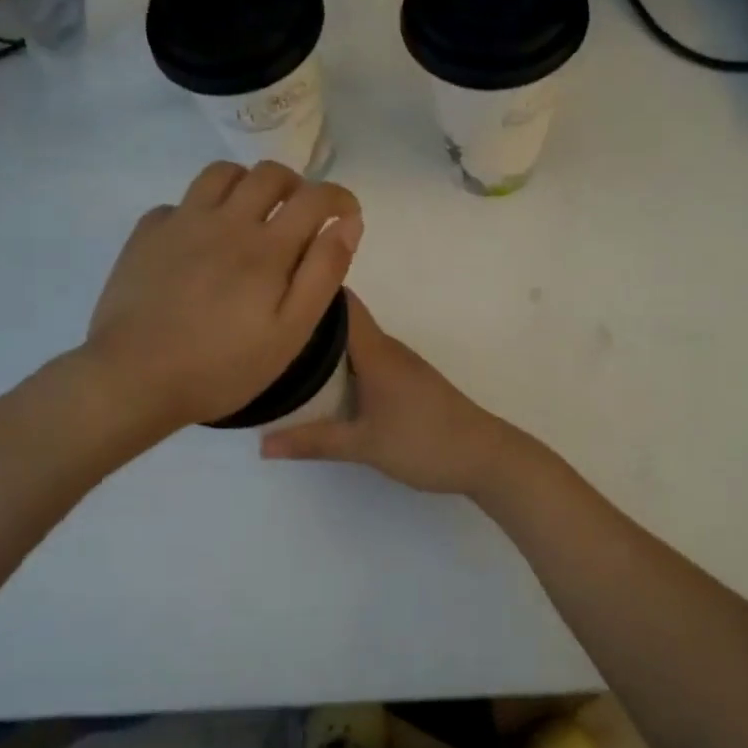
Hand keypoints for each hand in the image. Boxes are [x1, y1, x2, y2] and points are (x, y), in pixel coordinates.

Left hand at [84, 161, 362, 431]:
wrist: (133, 378)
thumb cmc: (222, 367)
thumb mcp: (290, 332)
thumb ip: (323, 273)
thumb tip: (348, 224)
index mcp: (267, 247)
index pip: (315, 198)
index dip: (339, 198)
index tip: (346, 215)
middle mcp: (226, 221)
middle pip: (269, 174)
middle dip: (296, 186)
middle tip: (300, 216)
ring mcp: (181, 223)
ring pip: (222, 174)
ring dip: (248, 186)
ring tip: (252, 217)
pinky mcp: (146, 234)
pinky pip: (181, 202)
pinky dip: (202, 210)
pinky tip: (201, 242)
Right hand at [260, 291, 524, 493]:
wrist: (485, 456)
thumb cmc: (425, 442)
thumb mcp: (365, 445)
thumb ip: (314, 442)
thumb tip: (262, 444)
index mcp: (377, 352)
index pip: (342, 304)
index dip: (310, 291)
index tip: (274, 294)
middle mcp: (388, 349)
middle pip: (343, 323)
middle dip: (308, 325)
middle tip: (266, 333)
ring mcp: (401, 365)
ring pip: (355, 345)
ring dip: (325, 348)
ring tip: (284, 359)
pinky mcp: (408, 382)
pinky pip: (367, 361)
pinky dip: (343, 366)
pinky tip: (323, 387)